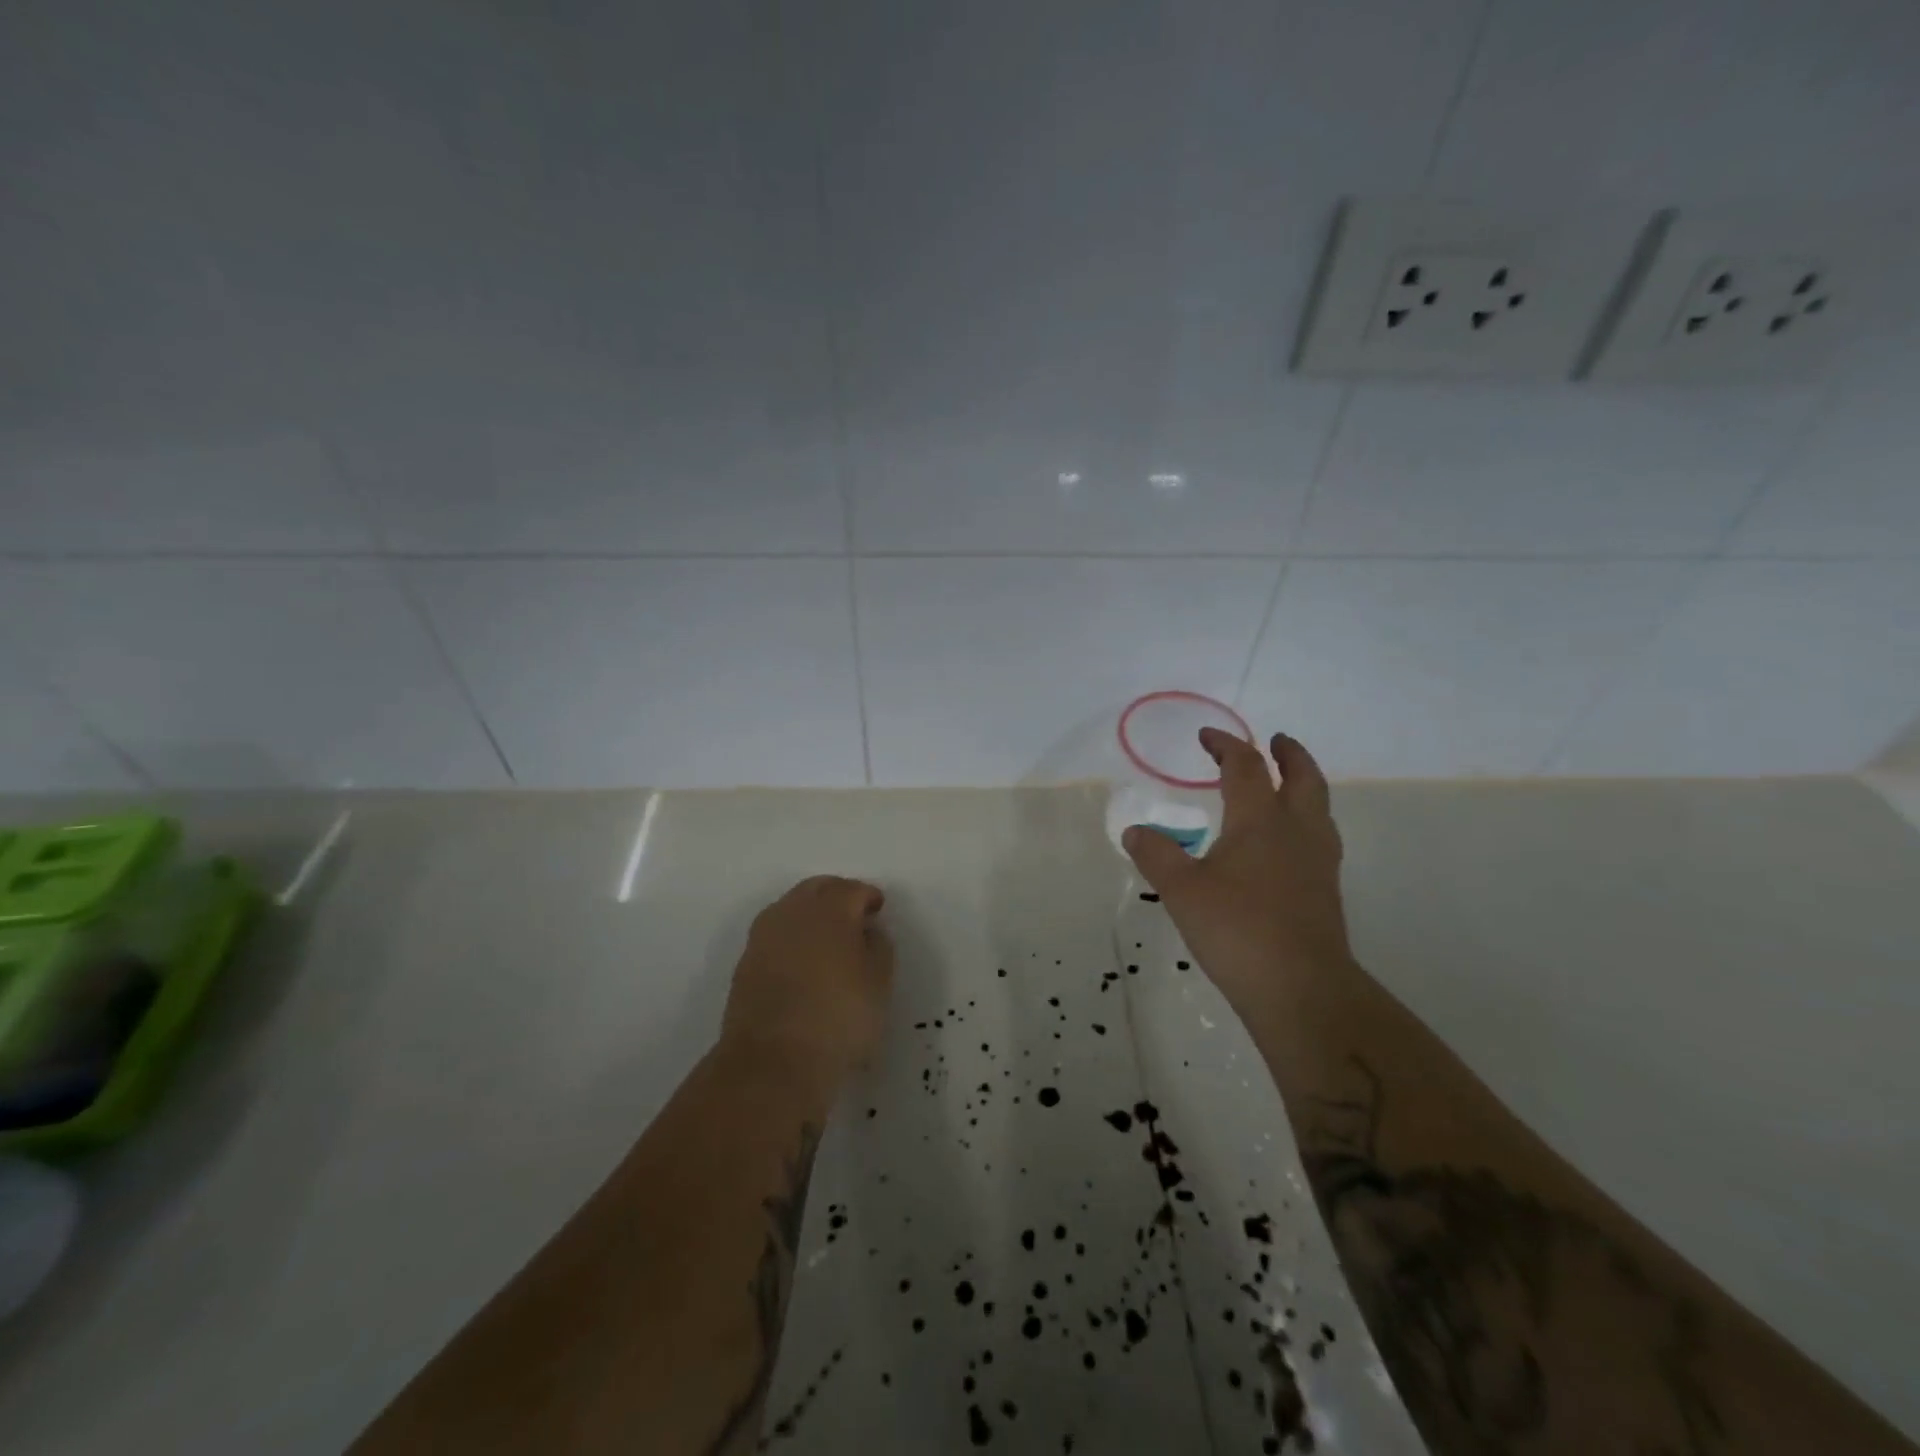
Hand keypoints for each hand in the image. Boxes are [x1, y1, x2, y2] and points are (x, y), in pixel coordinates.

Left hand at [720, 876, 893, 1087]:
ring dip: (810, 914)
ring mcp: (764, 936)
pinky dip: (791, 937)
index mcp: (830, 910)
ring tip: (828, 939)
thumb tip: (868, 931)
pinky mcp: (745, 963)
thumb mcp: (879, 984)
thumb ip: (879, 947)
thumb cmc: (839, 1018)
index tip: (878, 910)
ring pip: (791, 908)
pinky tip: (803, 960)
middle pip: (817, 889)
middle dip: (837, 895)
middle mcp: (792, 912)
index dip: (868, 897)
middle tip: (854, 916)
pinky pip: (775, 934)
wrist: (773, 1063)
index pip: (852, 889)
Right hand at [1123, 728, 1351, 1019]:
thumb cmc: (1236, 928)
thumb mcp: (1181, 890)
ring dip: (1304, 785)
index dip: (1226, 745)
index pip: (1246, 766)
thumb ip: (1157, 855)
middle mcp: (1296, 830)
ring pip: (1319, 807)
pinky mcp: (1326, 890)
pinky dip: (1305, 821)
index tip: (1207, 736)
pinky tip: (1288, 844)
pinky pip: (1319, 837)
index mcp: (1260, 820)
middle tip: (1277, 741)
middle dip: (1289, 754)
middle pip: (1303, 777)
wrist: (1301, 988)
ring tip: (1288, 786)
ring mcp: (1318, 861)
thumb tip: (1135, 831)